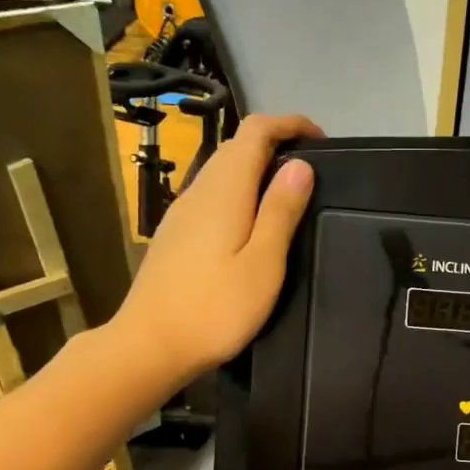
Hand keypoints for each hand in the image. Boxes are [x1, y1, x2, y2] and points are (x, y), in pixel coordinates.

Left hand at [116, 113, 321, 381]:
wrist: (148, 345)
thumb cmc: (215, 309)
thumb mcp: (263, 264)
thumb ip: (281, 212)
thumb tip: (301, 165)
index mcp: (225, 191)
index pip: (255, 132)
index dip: (289, 124)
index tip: (321, 140)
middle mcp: (199, 190)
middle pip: (236, 146)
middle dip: (276, 144)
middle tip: (312, 170)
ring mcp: (182, 212)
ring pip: (222, 170)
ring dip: (256, 168)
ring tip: (288, 194)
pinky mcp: (175, 233)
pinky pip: (212, 194)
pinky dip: (239, 190)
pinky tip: (252, 222)